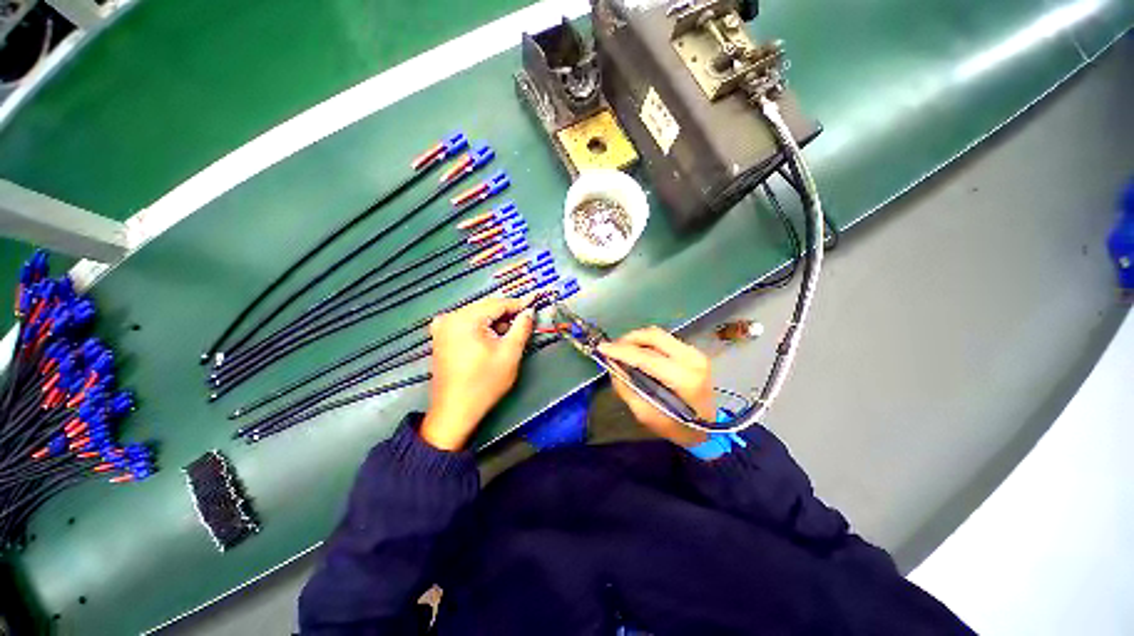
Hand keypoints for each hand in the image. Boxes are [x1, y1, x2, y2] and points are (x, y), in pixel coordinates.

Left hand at [420, 297, 534, 450]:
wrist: (455, 410)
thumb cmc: (484, 383)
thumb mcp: (510, 353)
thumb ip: (522, 328)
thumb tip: (529, 312)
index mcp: (465, 318)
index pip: (498, 303)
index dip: (519, 304)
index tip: (534, 304)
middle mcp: (450, 317)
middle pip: (486, 308)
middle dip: (506, 314)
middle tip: (525, 321)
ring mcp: (442, 327)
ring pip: (477, 315)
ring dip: (494, 322)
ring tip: (509, 335)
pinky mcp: (441, 337)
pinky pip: (466, 324)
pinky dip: (481, 327)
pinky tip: (490, 339)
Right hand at [598, 327, 714, 447]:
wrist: (707, 429)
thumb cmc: (676, 427)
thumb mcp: (645, 414)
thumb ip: (627, 387)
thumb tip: (613, 365)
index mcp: (684, 379)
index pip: (647, 358)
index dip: (621, 351)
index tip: (601, 348)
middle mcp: (693, 359)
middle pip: (654, 336)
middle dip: (629, 339)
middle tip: (612, 348)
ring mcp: (695, 353)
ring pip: (659, 335)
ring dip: (637, 339)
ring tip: (622, 350)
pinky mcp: (693, 351)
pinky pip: (665, 340)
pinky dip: (647, 343)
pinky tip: (637, 353)